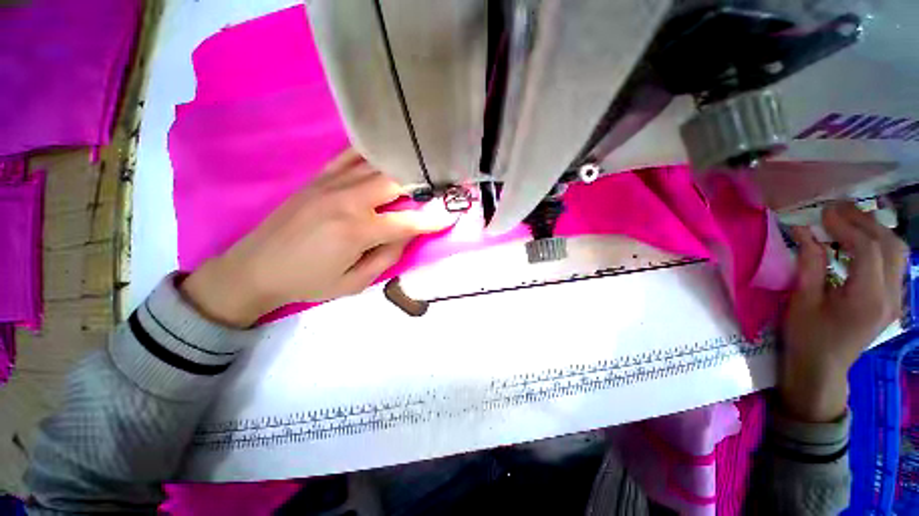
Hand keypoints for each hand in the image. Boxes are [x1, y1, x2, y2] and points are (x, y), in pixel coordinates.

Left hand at [180, 149, 456, 327]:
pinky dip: (372, 152)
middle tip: (441, 184)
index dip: (434, 219)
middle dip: (423, 182)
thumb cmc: (309, 281)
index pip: (408, 222)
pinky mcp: (319, 178)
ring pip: (377, 164)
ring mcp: (331, 184)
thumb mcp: (354, 282)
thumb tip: (408, 233)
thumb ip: (387, 256)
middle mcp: (347, 200)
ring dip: (402, 165)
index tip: (453, 212)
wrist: (255, 267)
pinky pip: (350, 155)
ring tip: (421, 165)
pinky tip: (387, 152)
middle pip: (395, 181)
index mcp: (357, 231)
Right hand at [780, 202, 906, 421]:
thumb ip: (810, 264)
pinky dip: (880, 243)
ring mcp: (896, 298)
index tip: (823, 212)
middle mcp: (890, 296)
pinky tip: (861, 240)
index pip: (867, 249)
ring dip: (875, 229)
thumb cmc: (806, 337)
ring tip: (849, 219)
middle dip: (864, 221)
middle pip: (890, 245)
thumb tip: (805, 231)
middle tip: (836, 209)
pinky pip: (895, 262)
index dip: (846, 225)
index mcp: (867, 299)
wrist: (823, 368)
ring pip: (898, 251)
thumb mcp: (801, 301)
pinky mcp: (893, 299)